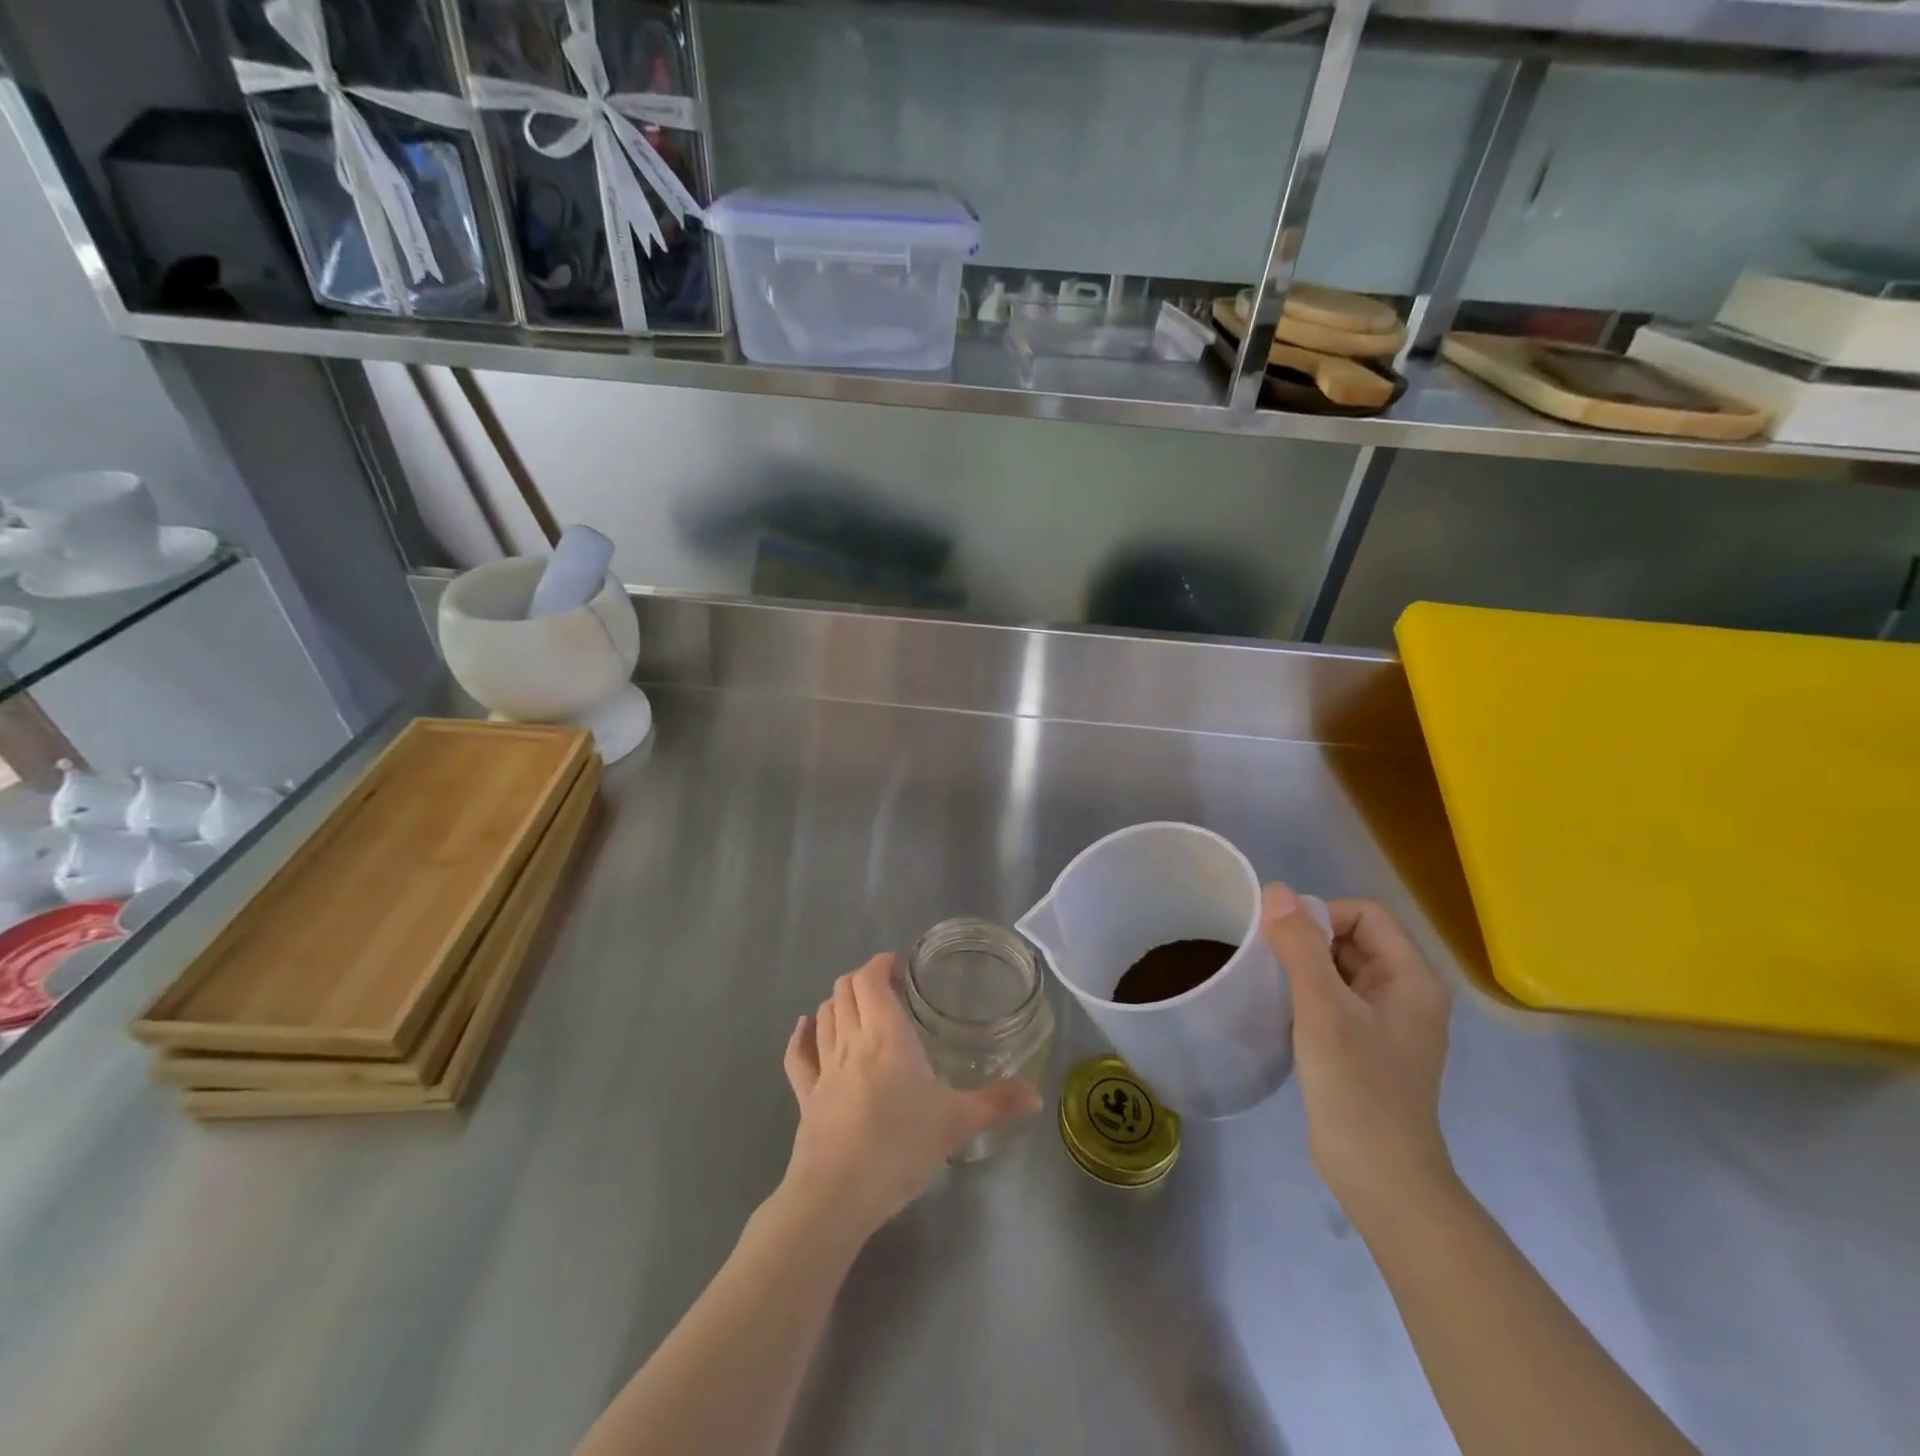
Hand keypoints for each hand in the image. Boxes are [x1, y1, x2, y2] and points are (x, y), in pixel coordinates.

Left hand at [780, 953, 1041, 1242]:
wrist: (837, 1196)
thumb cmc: (900, 1146)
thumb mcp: (956, 1122)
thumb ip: (996, 1104)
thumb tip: (1036, 1096)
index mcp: (886, 1034)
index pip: (871, 979)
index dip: (881, 964)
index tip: (899, 968)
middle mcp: (852, 1040)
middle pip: (845, 990)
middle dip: (864, 980)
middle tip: (889, 991)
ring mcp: (824, 1068)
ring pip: (824, 1015)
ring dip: (838, 1002)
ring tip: (859, 1009)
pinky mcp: (806, 1097)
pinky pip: (798, 1056)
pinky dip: (802, 1035)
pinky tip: (805, 1027)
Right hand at [1263, 883, 1453, 1225]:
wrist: (1379, 1176)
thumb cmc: (1357, 1086)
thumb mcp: (1323, 1008)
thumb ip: (1300, 946)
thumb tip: (1276, 890)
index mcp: (1412, 978)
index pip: (1366, 914)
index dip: (1322, 915)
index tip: (1284, 940)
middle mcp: (1406, 993)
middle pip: (1354, 938)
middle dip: (1310, 939)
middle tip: (1271, 961)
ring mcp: (1387, 1022)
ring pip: (1342, 968)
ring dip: (1306, 966)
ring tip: (1272, 983)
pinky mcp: (1367, 1045)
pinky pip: (1336, 998)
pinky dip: (1309, 994)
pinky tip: (1284, 1011)